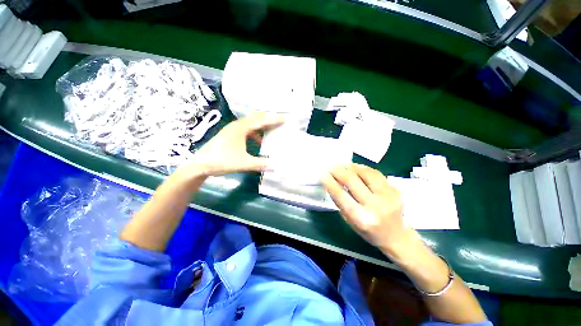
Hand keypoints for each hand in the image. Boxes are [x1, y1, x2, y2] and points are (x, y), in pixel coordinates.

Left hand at [185, 112, 283, 175]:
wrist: (200, 164)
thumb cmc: (222, 161)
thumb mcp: (243, 163)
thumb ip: (260, 164)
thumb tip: (276, 166)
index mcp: (241, 128)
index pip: (261, 121)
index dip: (274, 119)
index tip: (285, 118)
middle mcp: (237, 125)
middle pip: (256, 118)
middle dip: (269, 118)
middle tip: (280, 119)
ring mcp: (232, 129)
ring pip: (251, 123)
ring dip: (262, 125)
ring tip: (272, 128)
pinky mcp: (230, 134)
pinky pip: (246, 129)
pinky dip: (255, 133)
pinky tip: (258, 140)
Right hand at [322, 164, 420, 258]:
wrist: (396, 236)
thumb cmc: (368, 231)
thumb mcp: (350, 221)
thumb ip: (341, 202)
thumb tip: (332, 183)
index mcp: (361, 218)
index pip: (341, 195)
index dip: (330, 182)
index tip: (323, 174)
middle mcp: (375, 206)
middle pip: (352, 181)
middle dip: (339, 171)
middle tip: (331, 167)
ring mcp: (388, 196)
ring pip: (366, 173)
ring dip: (352, 167)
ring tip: (344, 165)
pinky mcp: (396, 190)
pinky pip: (376, 174)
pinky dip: (364, 169)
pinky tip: (357, 168)